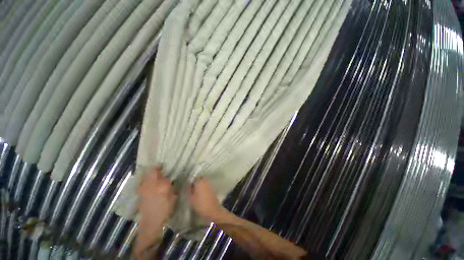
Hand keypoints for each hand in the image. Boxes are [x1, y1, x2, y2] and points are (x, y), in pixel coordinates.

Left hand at [138, 165, 176, 227]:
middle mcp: (153, 185)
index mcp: (163, 186)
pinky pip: (141, 183)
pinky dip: (143, 179)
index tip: (168, 175)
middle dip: (156, 168)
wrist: (151, 221)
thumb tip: (170, 183)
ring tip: (150, 170)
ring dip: (148, 172)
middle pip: (153, 173)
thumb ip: (172, 189)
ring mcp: (145, 189)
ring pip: (145, 177)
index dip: (168, 177)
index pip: (165, 177)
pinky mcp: (140, 193)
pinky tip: (145, 179)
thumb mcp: (173, 199)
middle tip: (159, 166)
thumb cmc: (165, 210)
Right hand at [188, 177, 224, 221]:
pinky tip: (202, 192)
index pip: (194, 178)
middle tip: (192, 187)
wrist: (212, 210)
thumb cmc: (200, 204)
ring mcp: (210, 184)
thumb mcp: (191, 198)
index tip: (189, 185)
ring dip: (201, 183)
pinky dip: (204, 186)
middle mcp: (205, 180)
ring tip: (197, 190)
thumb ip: (190, 190)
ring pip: (204, 181)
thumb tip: (190, 184)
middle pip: (200, 178)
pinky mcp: (213, 188)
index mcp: (199, 182)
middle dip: (197, 181)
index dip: (191, 181)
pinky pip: (207, 184)